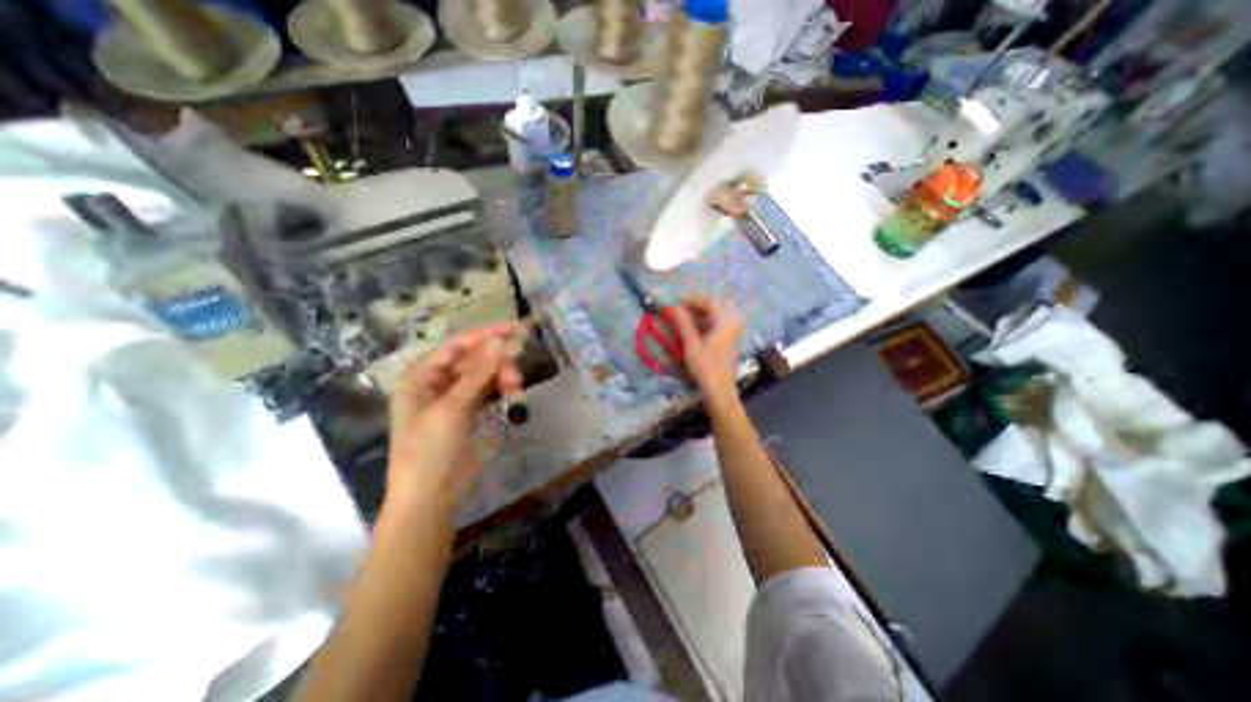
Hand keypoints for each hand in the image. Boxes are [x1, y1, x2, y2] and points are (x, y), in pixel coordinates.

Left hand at [387, 322, 523, 509]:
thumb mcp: (452, 408)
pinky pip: (489, 390)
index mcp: (422, 375)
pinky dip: (502, 389)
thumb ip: (478, 373)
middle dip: (498, 362)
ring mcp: (454, 397)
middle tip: (517, 374)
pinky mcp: (469, 412)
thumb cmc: (431, 451)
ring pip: (485, 374)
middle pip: (474, 358)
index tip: (517, 330)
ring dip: (503, 376)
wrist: (430, 499)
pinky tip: (513, 394)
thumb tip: (502, 340)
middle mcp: (437, 381)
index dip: (487, 335)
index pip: (458, 345)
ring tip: (516, 389)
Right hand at [663, 294, 739, 396]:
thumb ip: (683, 323)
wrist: (720, 389)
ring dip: (704, 311)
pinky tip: (697, 326)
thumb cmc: (705, 367)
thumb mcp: (691, 344)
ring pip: (720, 312)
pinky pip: (722, 321)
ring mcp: (735, 330)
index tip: (678, 302)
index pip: (709, 301)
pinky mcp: (732, 338)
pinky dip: (709, 319)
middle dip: (699, 303)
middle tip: (683, 307)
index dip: (692, 299)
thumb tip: (673, 307)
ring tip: (687, 316)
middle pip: (717, 304)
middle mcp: (733, 321)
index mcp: (725, 321)